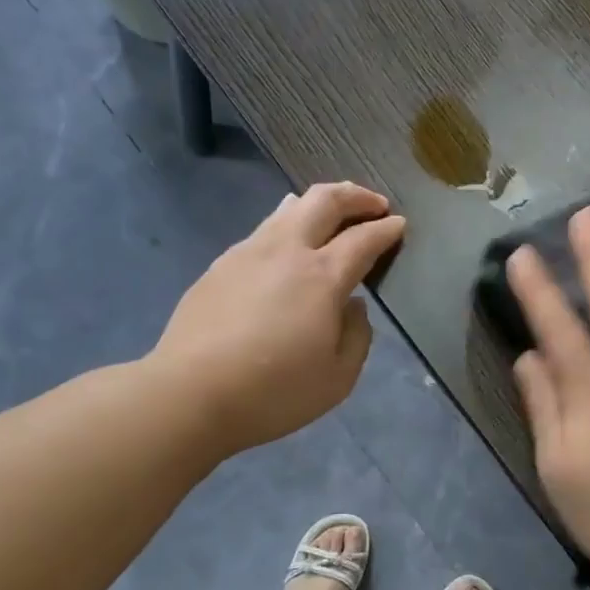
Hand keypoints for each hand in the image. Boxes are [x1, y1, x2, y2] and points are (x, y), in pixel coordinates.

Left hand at [155, 181, 405, 455]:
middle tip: (374, 204)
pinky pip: (263, 232)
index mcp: (322, 276)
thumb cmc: (274, 391)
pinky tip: (286, 249)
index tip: (399, 225)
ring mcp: (247, 253)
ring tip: (330, 214)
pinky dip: (287, 227)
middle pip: (324, 200)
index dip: (386, 229)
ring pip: (288, 209)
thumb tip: (353, 306)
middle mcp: (286, 251)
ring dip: (317, 204)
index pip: (363, 239)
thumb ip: (357, 335)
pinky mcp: (220, 266)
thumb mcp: (338, 378)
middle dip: (355, 196)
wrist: (190, 394)